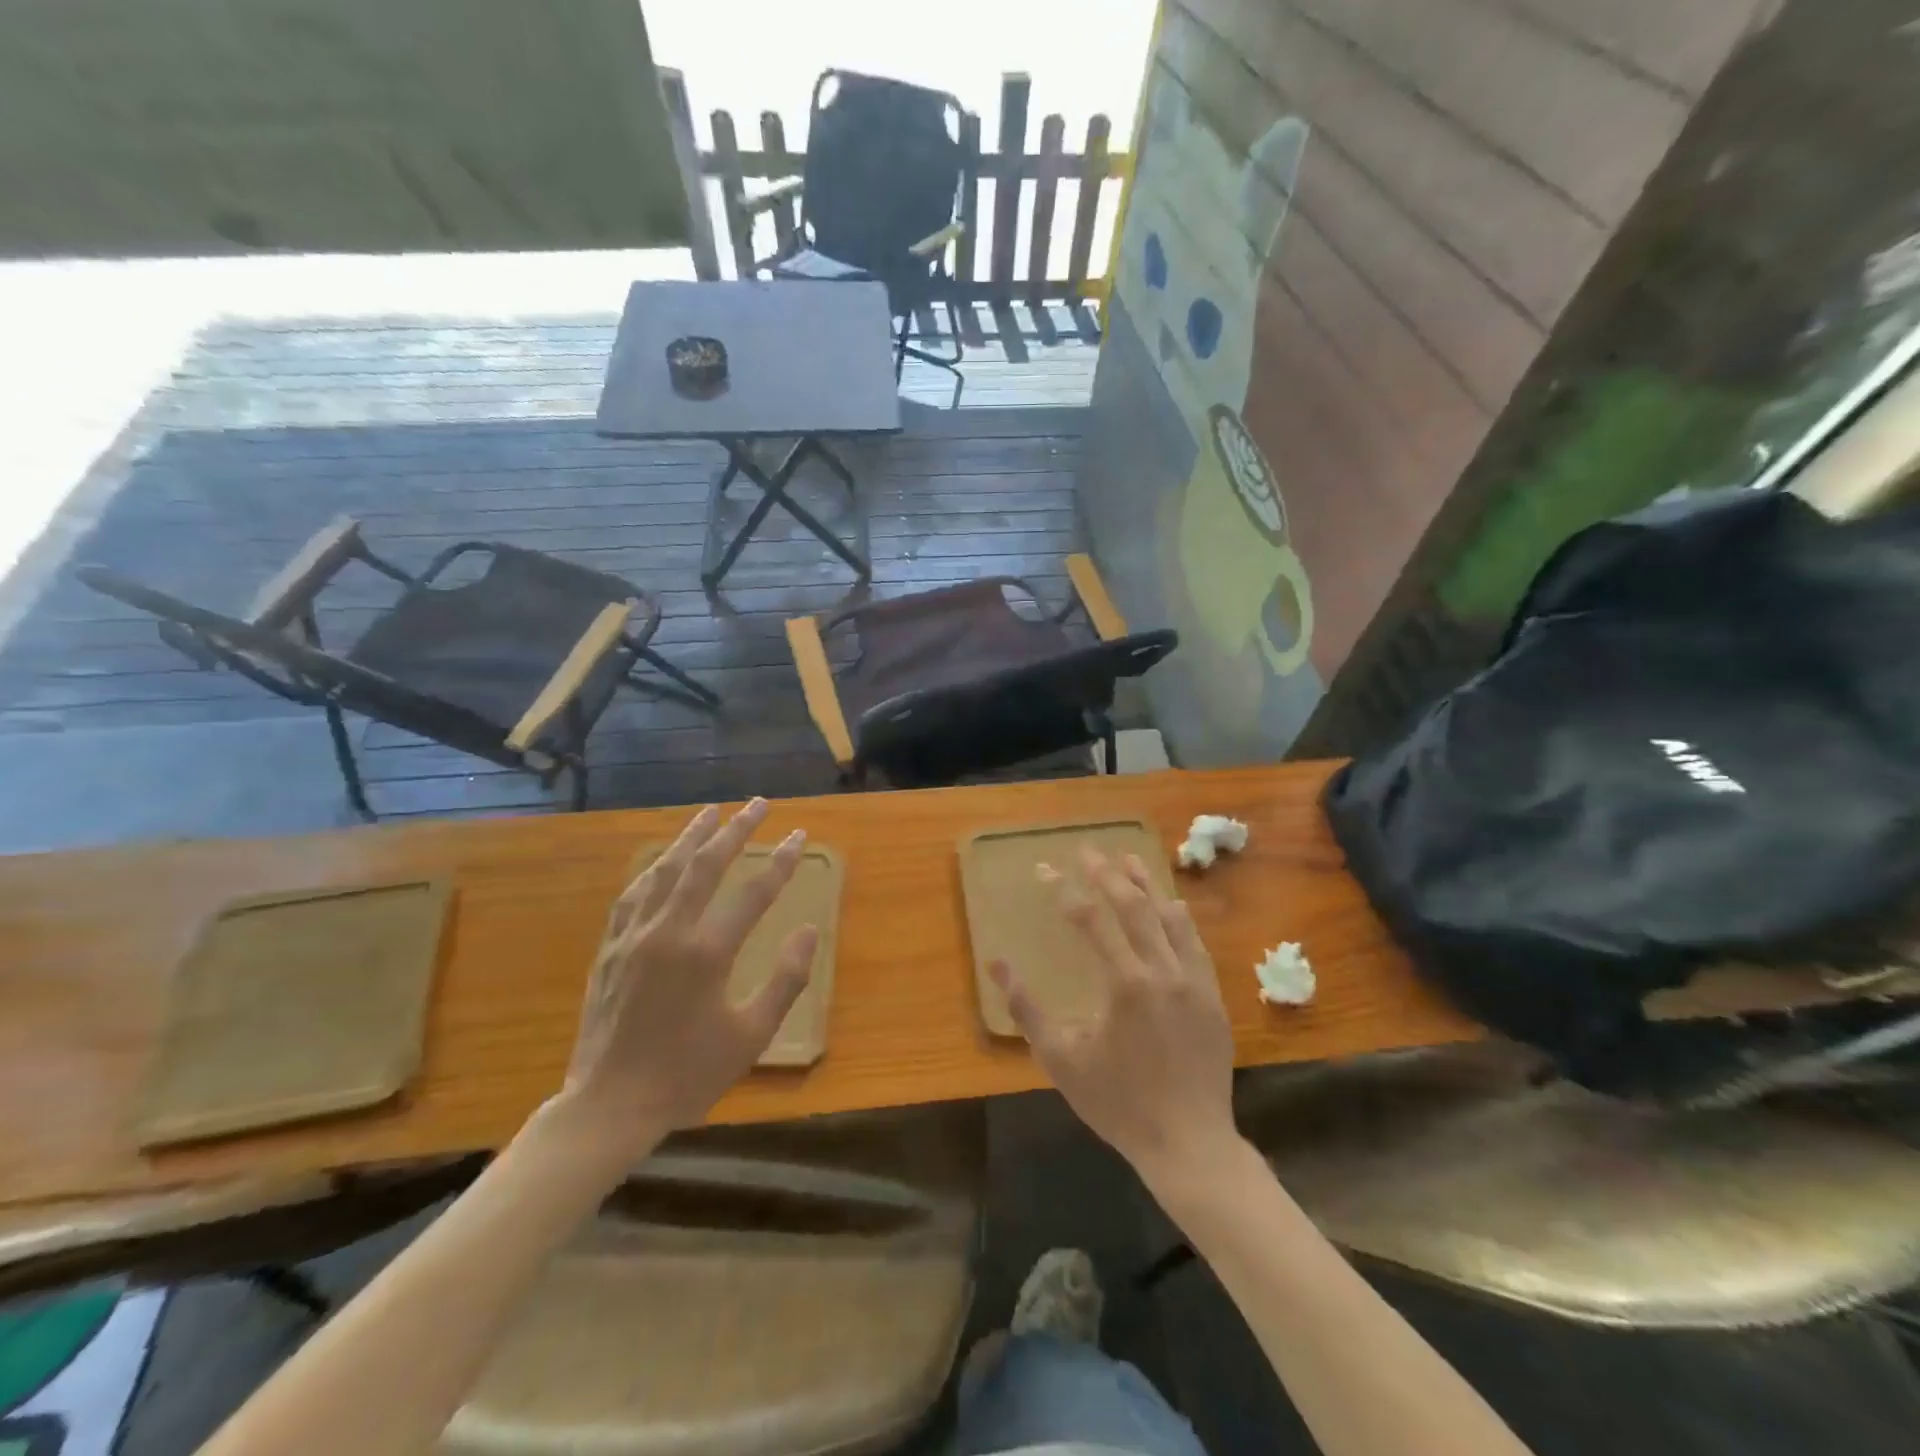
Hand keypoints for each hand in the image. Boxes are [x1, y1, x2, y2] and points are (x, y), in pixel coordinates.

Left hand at [553, 799, 814, 1164]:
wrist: (608, 1106)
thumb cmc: (687, 1074)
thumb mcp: (751, 1036)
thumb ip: (786, 981)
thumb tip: (808, 931)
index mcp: (706, 954)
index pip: (754, 893)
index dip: (781, 861)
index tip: (798, 835)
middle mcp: (668, 932)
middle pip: (705, 866)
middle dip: (735, 830)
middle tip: (758, 804)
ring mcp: (633, 936)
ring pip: (665, 871)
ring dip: (691, 837)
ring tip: (711, 812)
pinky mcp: (610, 948)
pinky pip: (633, 894)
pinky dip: (654, 869)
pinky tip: (663, 861)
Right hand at [990, 848, 1238, 1189]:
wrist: (1189, 1143)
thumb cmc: (1118, 1102)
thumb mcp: (1061, 1059)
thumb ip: (1027, 1008)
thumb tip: (997, 963)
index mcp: (1126, 983)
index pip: (1090, 920)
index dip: (1065, 892)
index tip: (1045, 871)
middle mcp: (1163, 971)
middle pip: (1134, 907)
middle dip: (1107, 875)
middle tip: (1088, 852)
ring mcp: (1194, 981)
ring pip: (1169, 918)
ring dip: (1146, 886)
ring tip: (1128, 861)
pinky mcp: (1212, 996)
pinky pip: (1195, 943)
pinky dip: (1179, 917)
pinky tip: (1171, 904)